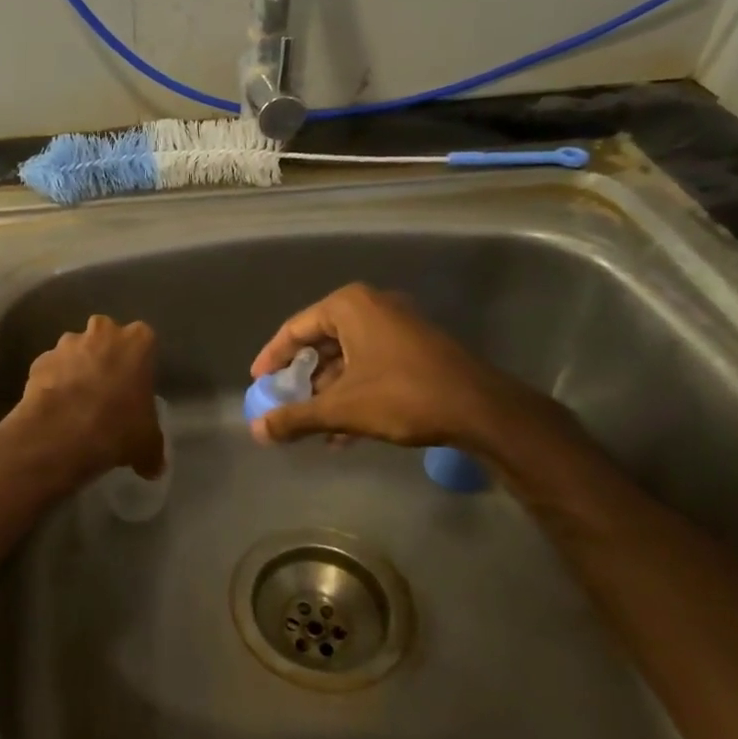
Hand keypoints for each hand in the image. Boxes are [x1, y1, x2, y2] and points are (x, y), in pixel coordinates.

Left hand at [6, 315, 164, 486]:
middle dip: (105, 358)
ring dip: (76, 370)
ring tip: (76, 405)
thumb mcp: (148, 443)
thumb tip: (153, 466)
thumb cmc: (118, 427)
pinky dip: (53, 383)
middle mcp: (102, 332)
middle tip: (107, 391)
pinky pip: (51, 370)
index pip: (143, 342)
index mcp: (137, 341)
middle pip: (106, 338)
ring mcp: (66, 344)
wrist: (62, 432)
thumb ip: (153, 449)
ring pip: (75, 352)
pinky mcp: (39, 360)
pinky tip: (55, 410)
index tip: (134, 387)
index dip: (138, 365)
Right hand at [248, 283, 541, 451]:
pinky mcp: (416, 348)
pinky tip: (343, 432)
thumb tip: (256, 431)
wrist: (481, 409)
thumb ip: (295, 417)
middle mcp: (373, 307)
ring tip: (313, 424)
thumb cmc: (403, 396)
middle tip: (284, 401)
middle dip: (303, 378)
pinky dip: (353, 392)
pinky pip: (370, 365)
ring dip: (328, 392)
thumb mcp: (342, 408)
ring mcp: (398, 326)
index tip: (258, 381)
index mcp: (350, 306)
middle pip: (321, 342)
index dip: (272, 357)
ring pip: (347, 358)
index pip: (295, 328)